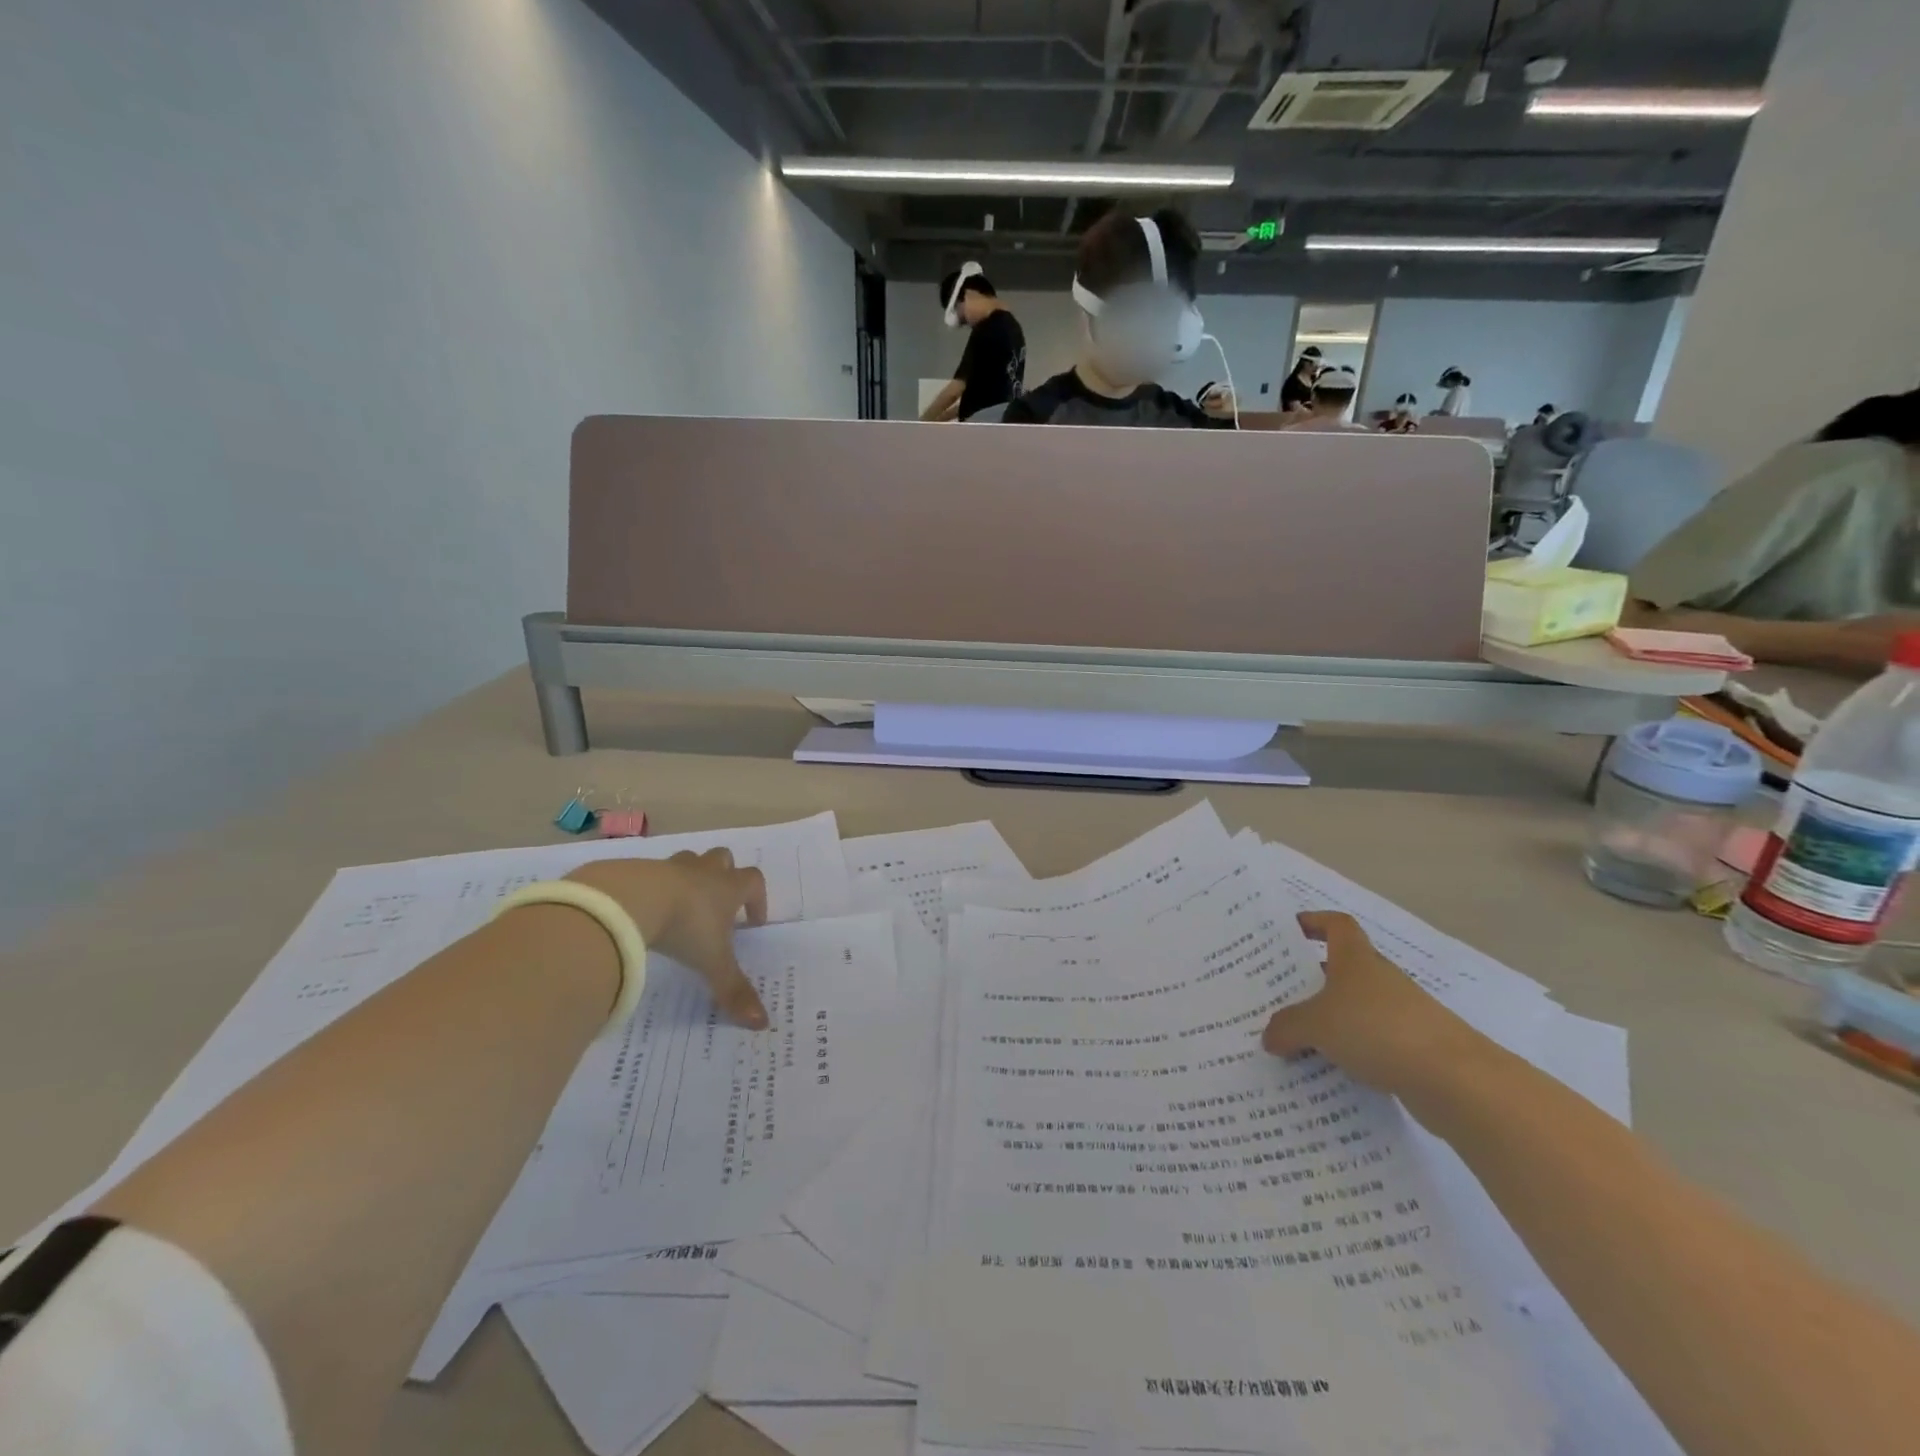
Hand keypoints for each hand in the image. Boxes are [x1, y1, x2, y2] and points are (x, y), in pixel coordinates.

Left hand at [566, 850, 769, 1027]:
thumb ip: (733, 990)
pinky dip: (654, 887)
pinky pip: (652, 873)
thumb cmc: (685, 926)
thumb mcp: (712, 962)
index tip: (754, 922)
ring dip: (690, 877)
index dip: (758, 899)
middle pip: (723, 859)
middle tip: (719, 903)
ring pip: (688, 861)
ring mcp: (669, 867)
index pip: (754, 881)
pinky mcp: (637, 871)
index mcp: (727, 888)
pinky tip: (645, 910)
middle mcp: (703, 872)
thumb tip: (763, 1023)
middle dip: (725, 875)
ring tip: (682, 905)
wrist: (631, 899)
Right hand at [1261, 912, 1486, 1100]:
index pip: (1337, 925)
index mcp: (1356, 959)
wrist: (1455, 1079)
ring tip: (1298, 1038)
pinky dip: (1352, 1050)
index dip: (1315, 922)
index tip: (1292, 930)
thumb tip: (1270, 1037)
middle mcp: (1379, 978)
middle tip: (1280, 993)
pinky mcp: (1415, 1047)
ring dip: (1331, 1019)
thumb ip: (1287, 1027)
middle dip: (1313, 979)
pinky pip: (1372, 1041)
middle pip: (1342, 969)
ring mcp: (1402, 1013)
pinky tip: (1331, 1070)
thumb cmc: (1377, 1030)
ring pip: (1356, 1008)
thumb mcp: (1316, 1025)